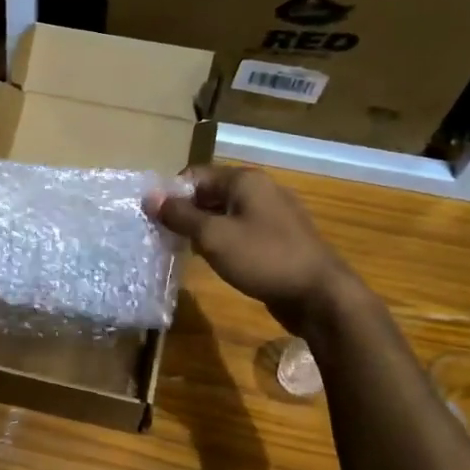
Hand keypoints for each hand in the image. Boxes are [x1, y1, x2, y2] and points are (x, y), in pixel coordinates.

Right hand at [146, 167, 357, 335]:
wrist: (319, 295)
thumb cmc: (264, 258)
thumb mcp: (214, 237)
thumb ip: (180, 216)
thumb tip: (150, 197)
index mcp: (246, 180)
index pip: (196, 174)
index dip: (171, 193)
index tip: (153, 218)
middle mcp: (261, 190)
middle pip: (211, 193)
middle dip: (185, 212)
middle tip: (163, 236)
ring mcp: (273, 215)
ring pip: (226, 214)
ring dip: (202, 229)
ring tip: (182, 249)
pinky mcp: (278, 239)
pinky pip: (241, 231)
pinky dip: (222, 241)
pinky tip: (211, 260)